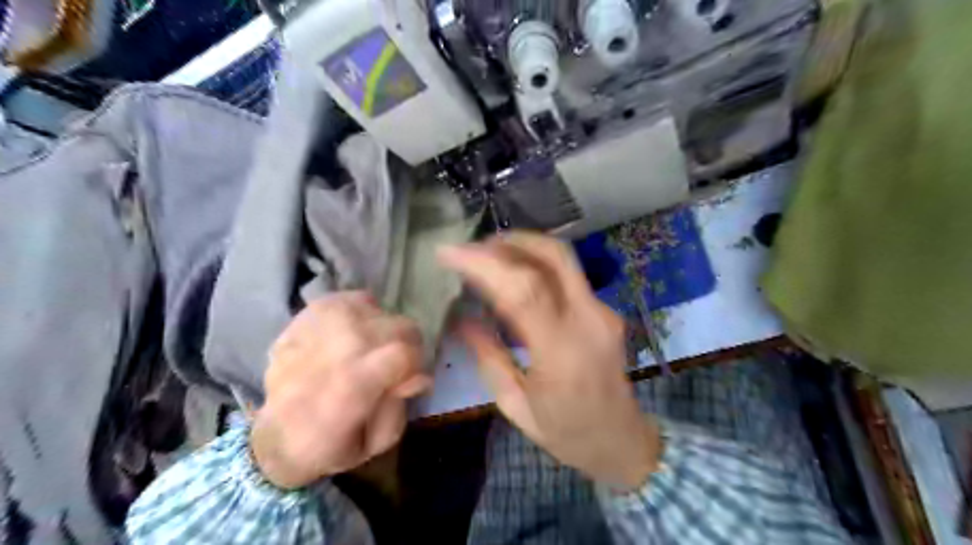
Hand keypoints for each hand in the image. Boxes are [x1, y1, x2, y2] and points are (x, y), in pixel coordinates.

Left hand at [250, 294, 432, 488]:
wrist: (274, 437)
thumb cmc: (327, 447)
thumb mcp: (374, 444)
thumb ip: (400, 407)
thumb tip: (414, 375)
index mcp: (350, 385)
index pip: (404, 353)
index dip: (418, 366)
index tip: (409, 383)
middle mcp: (335, 346)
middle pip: (400, 326)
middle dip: (408, 347)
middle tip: (395, 368)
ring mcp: (320, 324)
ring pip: (381, 311)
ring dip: (386, 332)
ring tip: (372, 352)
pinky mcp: (309, 313)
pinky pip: (357, 299)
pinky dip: (366, 313)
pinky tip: (356, 334)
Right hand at [440, 232, 660, 491]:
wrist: (622, 441)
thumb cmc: (566, 432)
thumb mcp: (516, 405)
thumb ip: (489, 357)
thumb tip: (462, 319)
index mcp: (563, 353)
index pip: (524, 290)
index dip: (485, 264)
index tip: (450, 253)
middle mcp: (589, 322)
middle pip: (554, 256)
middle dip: (510, 241)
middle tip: (474, 246)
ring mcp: (603, 312)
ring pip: (564, 259)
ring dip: (524, 247)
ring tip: (490, 255)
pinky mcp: (606, 310)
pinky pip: (569, 275)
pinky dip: (537, 265)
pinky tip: (515, 275)